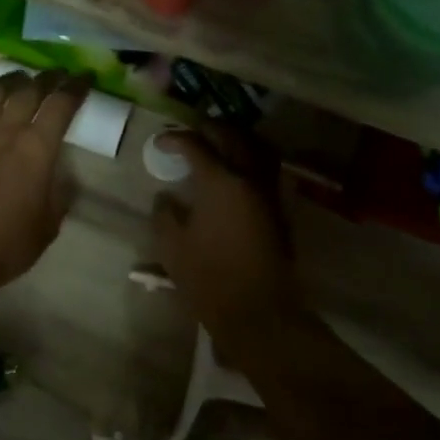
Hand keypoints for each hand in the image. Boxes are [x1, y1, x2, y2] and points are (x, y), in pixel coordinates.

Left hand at [0, 69, 89, 299]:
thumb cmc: (7, 244)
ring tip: (20, 80)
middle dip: (47, 78)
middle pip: (28, 90)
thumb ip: (59, 194)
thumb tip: (61, 178)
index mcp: (36, 148)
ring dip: (11, 82)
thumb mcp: (49, 224)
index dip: (76, 87)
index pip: (61, 104)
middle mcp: (5, 131)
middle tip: (57, 75)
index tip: (86, 78)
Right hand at [150, 126, 306, 355]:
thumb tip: (166, 197)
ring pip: (259, 148)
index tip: (160, 143)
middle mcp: (250, 178)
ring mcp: (270, 193)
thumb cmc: (209, 278)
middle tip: (192, 133)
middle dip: (211, 128)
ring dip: (238, 139)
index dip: (175, 139)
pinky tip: (237, 173)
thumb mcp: (172, 247)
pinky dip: (252, 159)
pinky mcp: (280, 211)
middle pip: (233, 136)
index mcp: (220, 182)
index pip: (197, 145)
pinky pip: (268, 170)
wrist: (258, 310)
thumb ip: (165, 214)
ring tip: (219, 144)